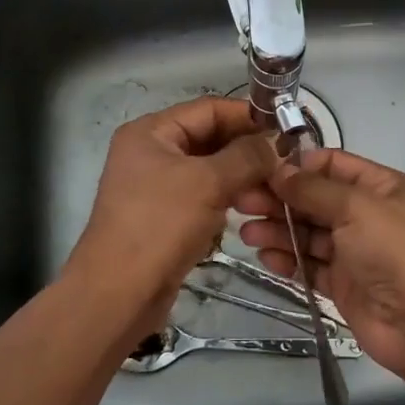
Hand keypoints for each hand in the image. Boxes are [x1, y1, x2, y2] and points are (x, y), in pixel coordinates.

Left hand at [72, 97, 276, 324]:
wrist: (118, 295)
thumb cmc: (160, 226)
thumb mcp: (208, 183)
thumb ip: (246, 157)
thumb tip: (274, 145)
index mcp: (151, 132)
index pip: (208, 109)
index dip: (247, 116)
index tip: (285, 128)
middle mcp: (150, 152)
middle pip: (208, 137)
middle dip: (246, 148)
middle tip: (285, 161)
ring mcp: (155, 186)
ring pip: (208, 169)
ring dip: (240, 175)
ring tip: (273, 187)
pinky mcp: (163, 217)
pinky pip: (202, 196)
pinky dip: (225, 198)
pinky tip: (249, 208)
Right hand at [238, 147, 404, 381]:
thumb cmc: (397, 251)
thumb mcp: (357, 207)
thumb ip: (314, 189)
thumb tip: (279, 170)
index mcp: (380, 187)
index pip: (333, 165)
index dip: (298, 166)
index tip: (260, 169)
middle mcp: (367, 215)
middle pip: (316, 200)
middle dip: (280, 199)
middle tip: (240, 201)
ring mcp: (356, 252)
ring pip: (309, 234)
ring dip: (279, 230)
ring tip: (246, 231)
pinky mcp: (344, 285)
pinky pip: (311, 266)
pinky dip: (288, 259)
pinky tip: (265, 256)